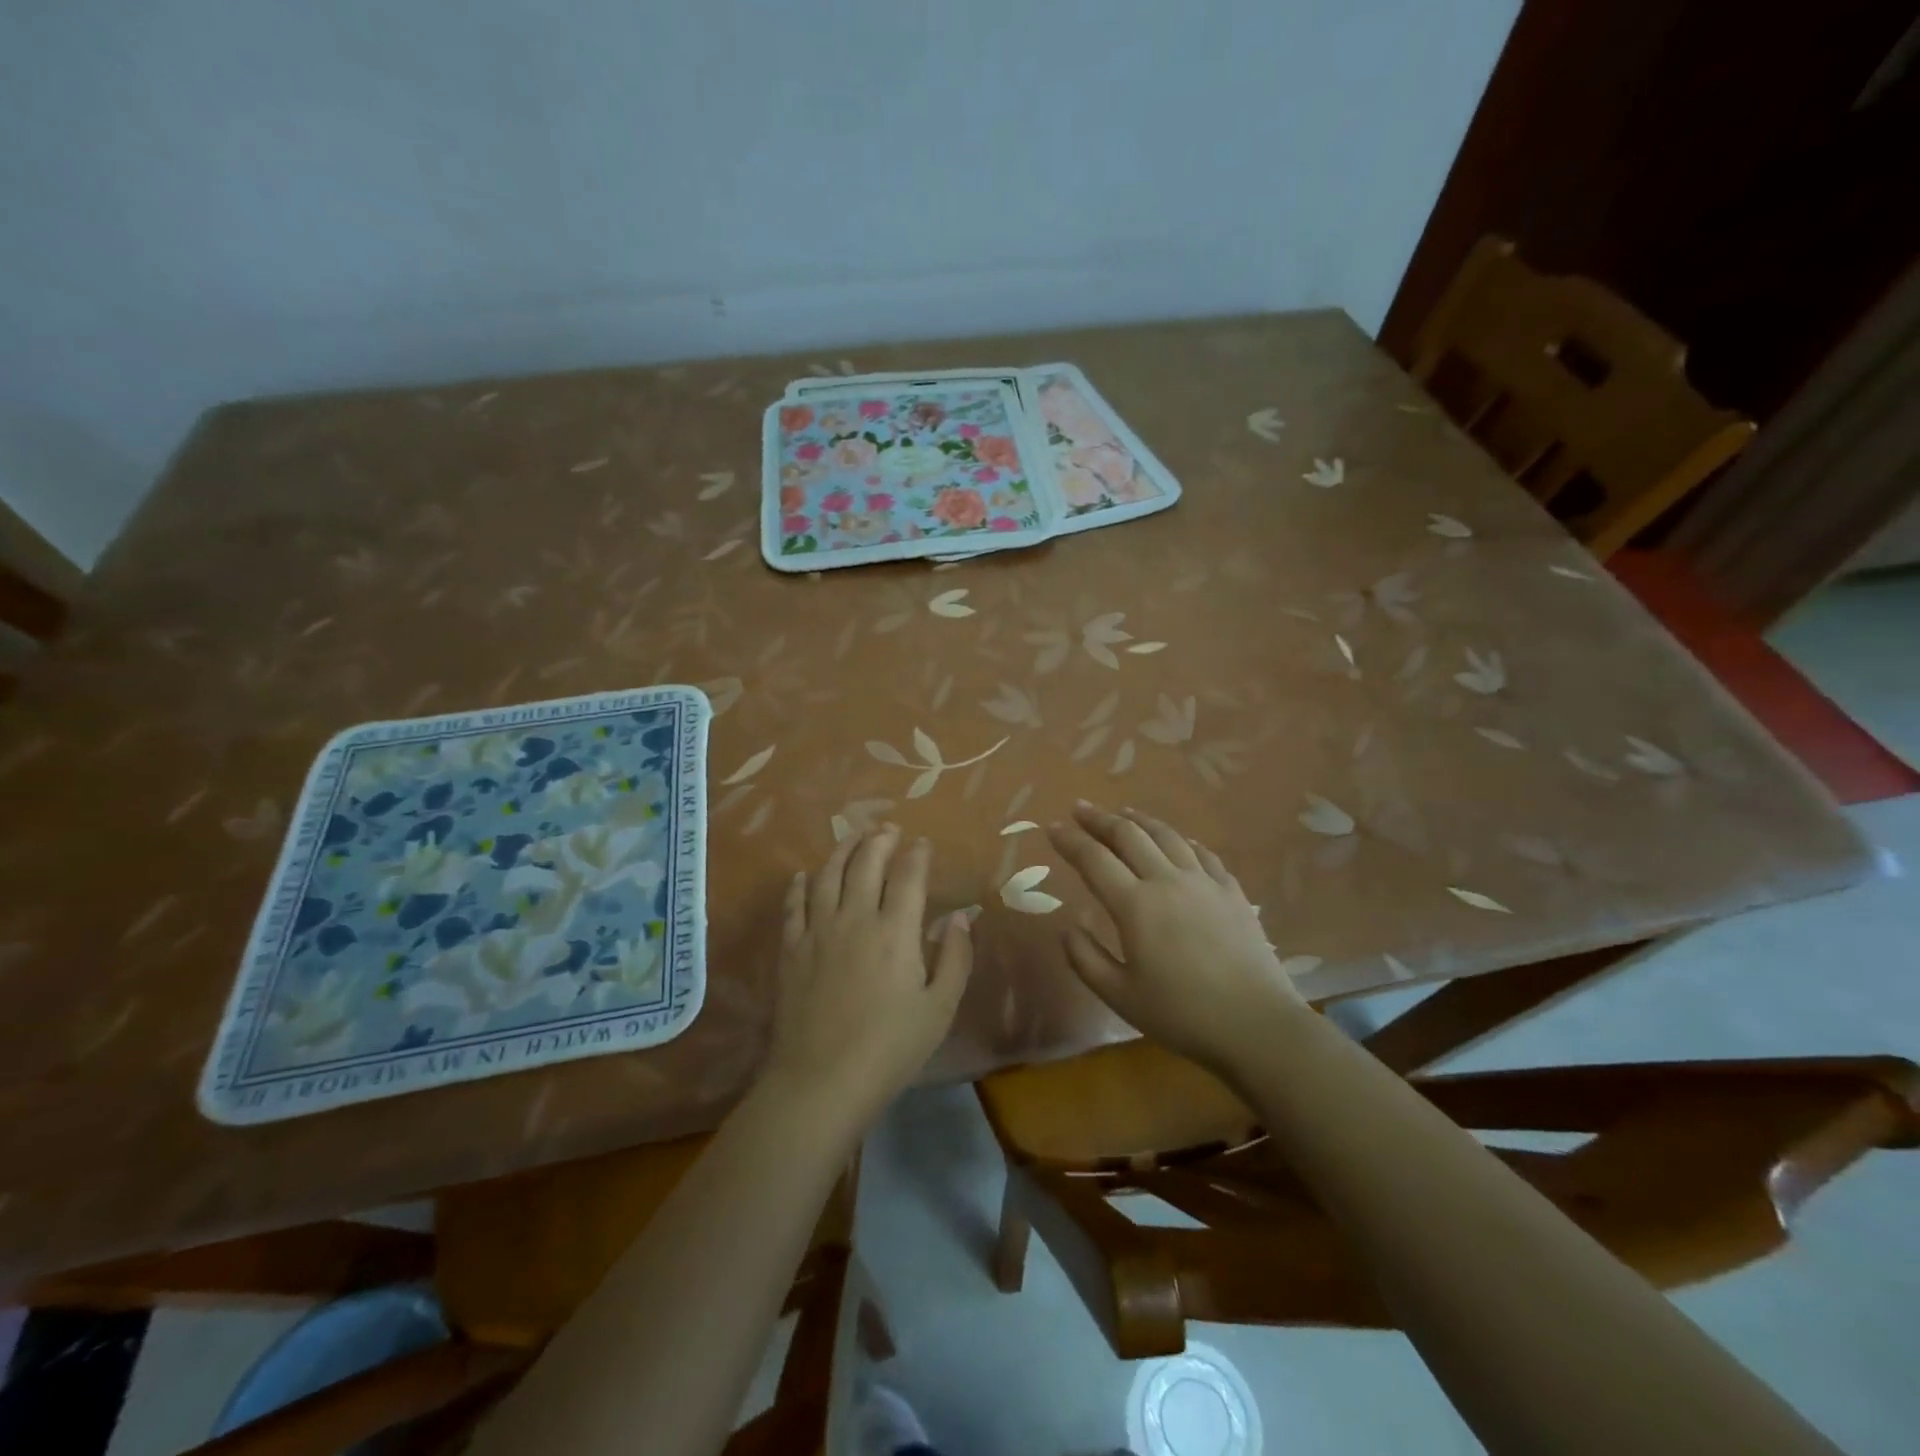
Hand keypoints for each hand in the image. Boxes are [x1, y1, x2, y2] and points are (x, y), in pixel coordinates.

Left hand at [761, 824, 972, 1126]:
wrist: (822, 1080)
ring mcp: (818, 932)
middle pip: (865, 864)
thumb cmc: (890, 1048)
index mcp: (896, 931)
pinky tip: (803, 875)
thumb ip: (955, 958)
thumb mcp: (939, 1008)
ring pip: (827, 876)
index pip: (908, 876)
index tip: (922, 843)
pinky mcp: (791, 950)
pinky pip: (793, 906)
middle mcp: (855, 918)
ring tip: (852, 836)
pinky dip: (799, 886)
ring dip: (841, 850)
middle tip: (888, 828)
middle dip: (879, 840)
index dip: (917, 855)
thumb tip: (960, 917)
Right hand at [1047, 801, 1308, 1069]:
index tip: (1052, 827)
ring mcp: (1204, 882)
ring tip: (1124, 813)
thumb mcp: (1120, 996)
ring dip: (1140, 820)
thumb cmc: (1182, 1014)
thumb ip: (1086, 959)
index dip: (1070, 841)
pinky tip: (1180, 841)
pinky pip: (1203, 853)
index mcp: (1135, 905)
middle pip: (1129, 836)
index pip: (1094, 860)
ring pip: (1167, 836)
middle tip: (1080, 808)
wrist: (1257, 1025)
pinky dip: (1183, 840)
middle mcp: (1168, 881)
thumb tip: (1067, 928)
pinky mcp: (1232, 892)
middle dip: (1100, 819)